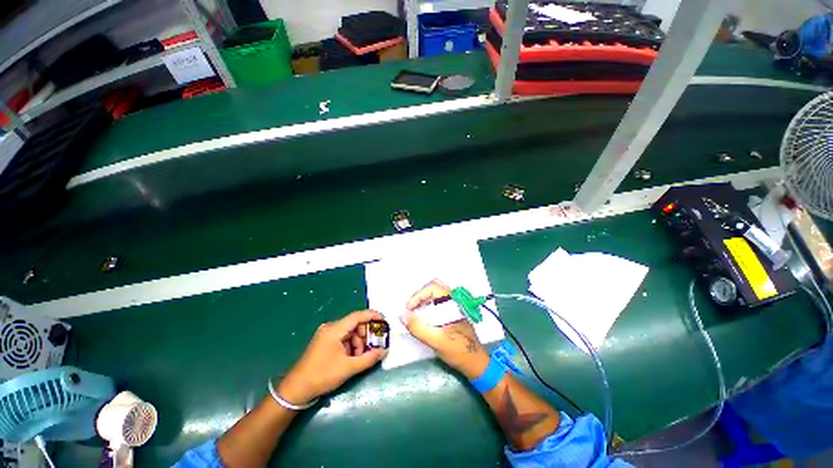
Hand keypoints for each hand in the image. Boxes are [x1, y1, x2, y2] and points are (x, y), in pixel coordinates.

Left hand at [278, 310, 387, 404]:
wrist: (296, 389)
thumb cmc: (322, 376)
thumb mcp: (348, 368)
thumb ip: (368, 358)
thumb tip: (385, 351)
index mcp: (335, 329)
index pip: (358, 316)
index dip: (373, 316)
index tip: (384, 322)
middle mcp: (331, 327)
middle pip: (355, 324)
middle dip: (366, 334)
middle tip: (374, 346)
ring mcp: (327, 334)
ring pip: (350, 332)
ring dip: (359, 342)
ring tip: (362, 357)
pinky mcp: (326, 341)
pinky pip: (344, 338)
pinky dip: (352, 345)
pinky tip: (353, 358)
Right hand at [401, 280, 488, 378]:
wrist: (476, 363)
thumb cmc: (459, 351)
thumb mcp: (437, 341)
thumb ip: (419, 328)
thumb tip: (402, 315)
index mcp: (453, 302)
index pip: (433, 287)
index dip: (418, 295)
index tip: (408, 309)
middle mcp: (454, 299)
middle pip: (433, 287)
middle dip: (419, 296)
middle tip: (410, 309)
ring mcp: (453, 305)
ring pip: (434, 293)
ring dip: (422, 300)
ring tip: (413, 313)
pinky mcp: (451, 312)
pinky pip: (436, 301)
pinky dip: (426, 305)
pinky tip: (421, 317)